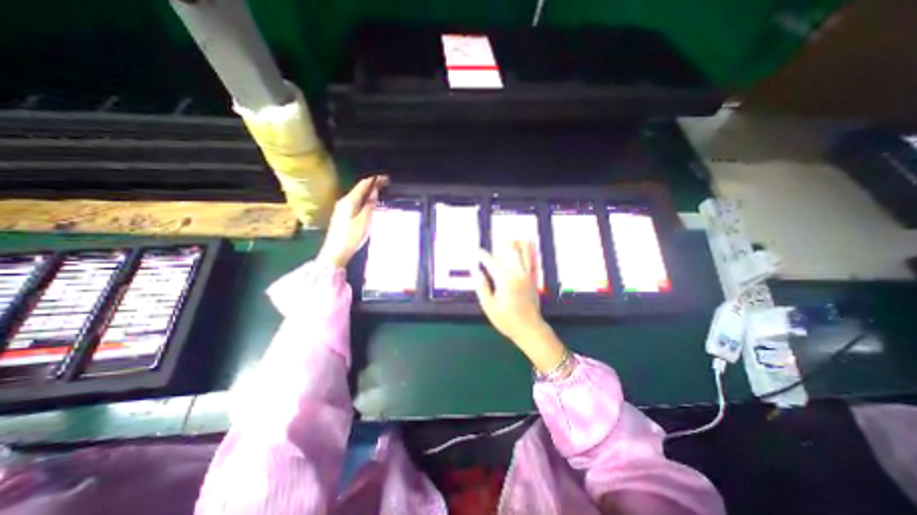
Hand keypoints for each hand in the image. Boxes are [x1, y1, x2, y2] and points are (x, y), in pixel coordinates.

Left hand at [318, 172, 387, 267]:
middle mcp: (344, 201)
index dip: (375, 180)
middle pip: (360, 189)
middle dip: (373, 185)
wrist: (335, 252)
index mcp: (349, 200)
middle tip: (386, 185)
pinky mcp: (342, 216)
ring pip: (358, 196)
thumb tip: (374, 192)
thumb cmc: (351, 236)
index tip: (387, 179)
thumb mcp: (365, 220)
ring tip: (380, 193)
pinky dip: (365, 200)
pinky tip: (370, 204)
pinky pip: (356, 203)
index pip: (363, 184)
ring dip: (369, 193)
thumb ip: (370, 205)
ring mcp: (341, 209)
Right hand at [473, 242, 566, 373]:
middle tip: (495, 241)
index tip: (476, 251)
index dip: (483, 256)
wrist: (529, 329)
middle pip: (512, 252)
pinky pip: (532, 260)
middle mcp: (518, 274)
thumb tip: (476, 271)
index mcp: (505, 281)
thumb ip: (482, 287)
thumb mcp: (489, 307)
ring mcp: (528, 276)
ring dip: (519, 244)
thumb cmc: (507, 320)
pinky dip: (529, 251)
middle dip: (503, 244)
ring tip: (512, 238)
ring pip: (525, 253)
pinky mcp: (534, 279)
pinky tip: (528, 244)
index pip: (492, 263)